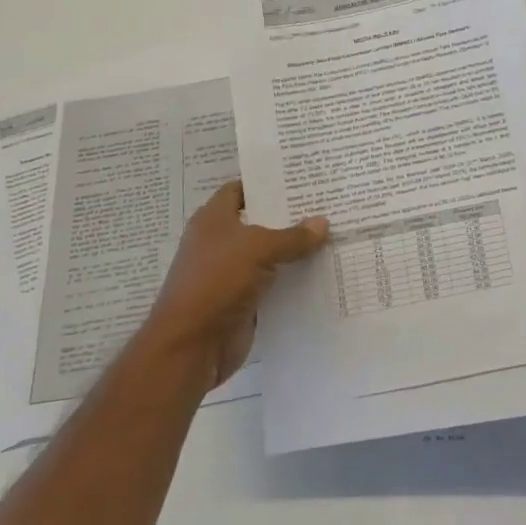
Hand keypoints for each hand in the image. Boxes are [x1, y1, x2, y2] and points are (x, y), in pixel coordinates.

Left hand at [140, 182, 328, 393]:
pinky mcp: (243, 302)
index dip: (266, 183)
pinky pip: (274, 285)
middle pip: (259, 223)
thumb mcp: (259, 248)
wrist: (191, 346)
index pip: (240, 190)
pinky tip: (323, 272)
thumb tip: (322, 222)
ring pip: (269, 256)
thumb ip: (293, 236)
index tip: (300, 178)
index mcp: (213, 220)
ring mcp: (231, 274)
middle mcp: (221, 243)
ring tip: (333, 235)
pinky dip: (294, 280)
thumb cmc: (217, 281)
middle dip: (290, 216)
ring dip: (295, 251)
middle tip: (327, 205)